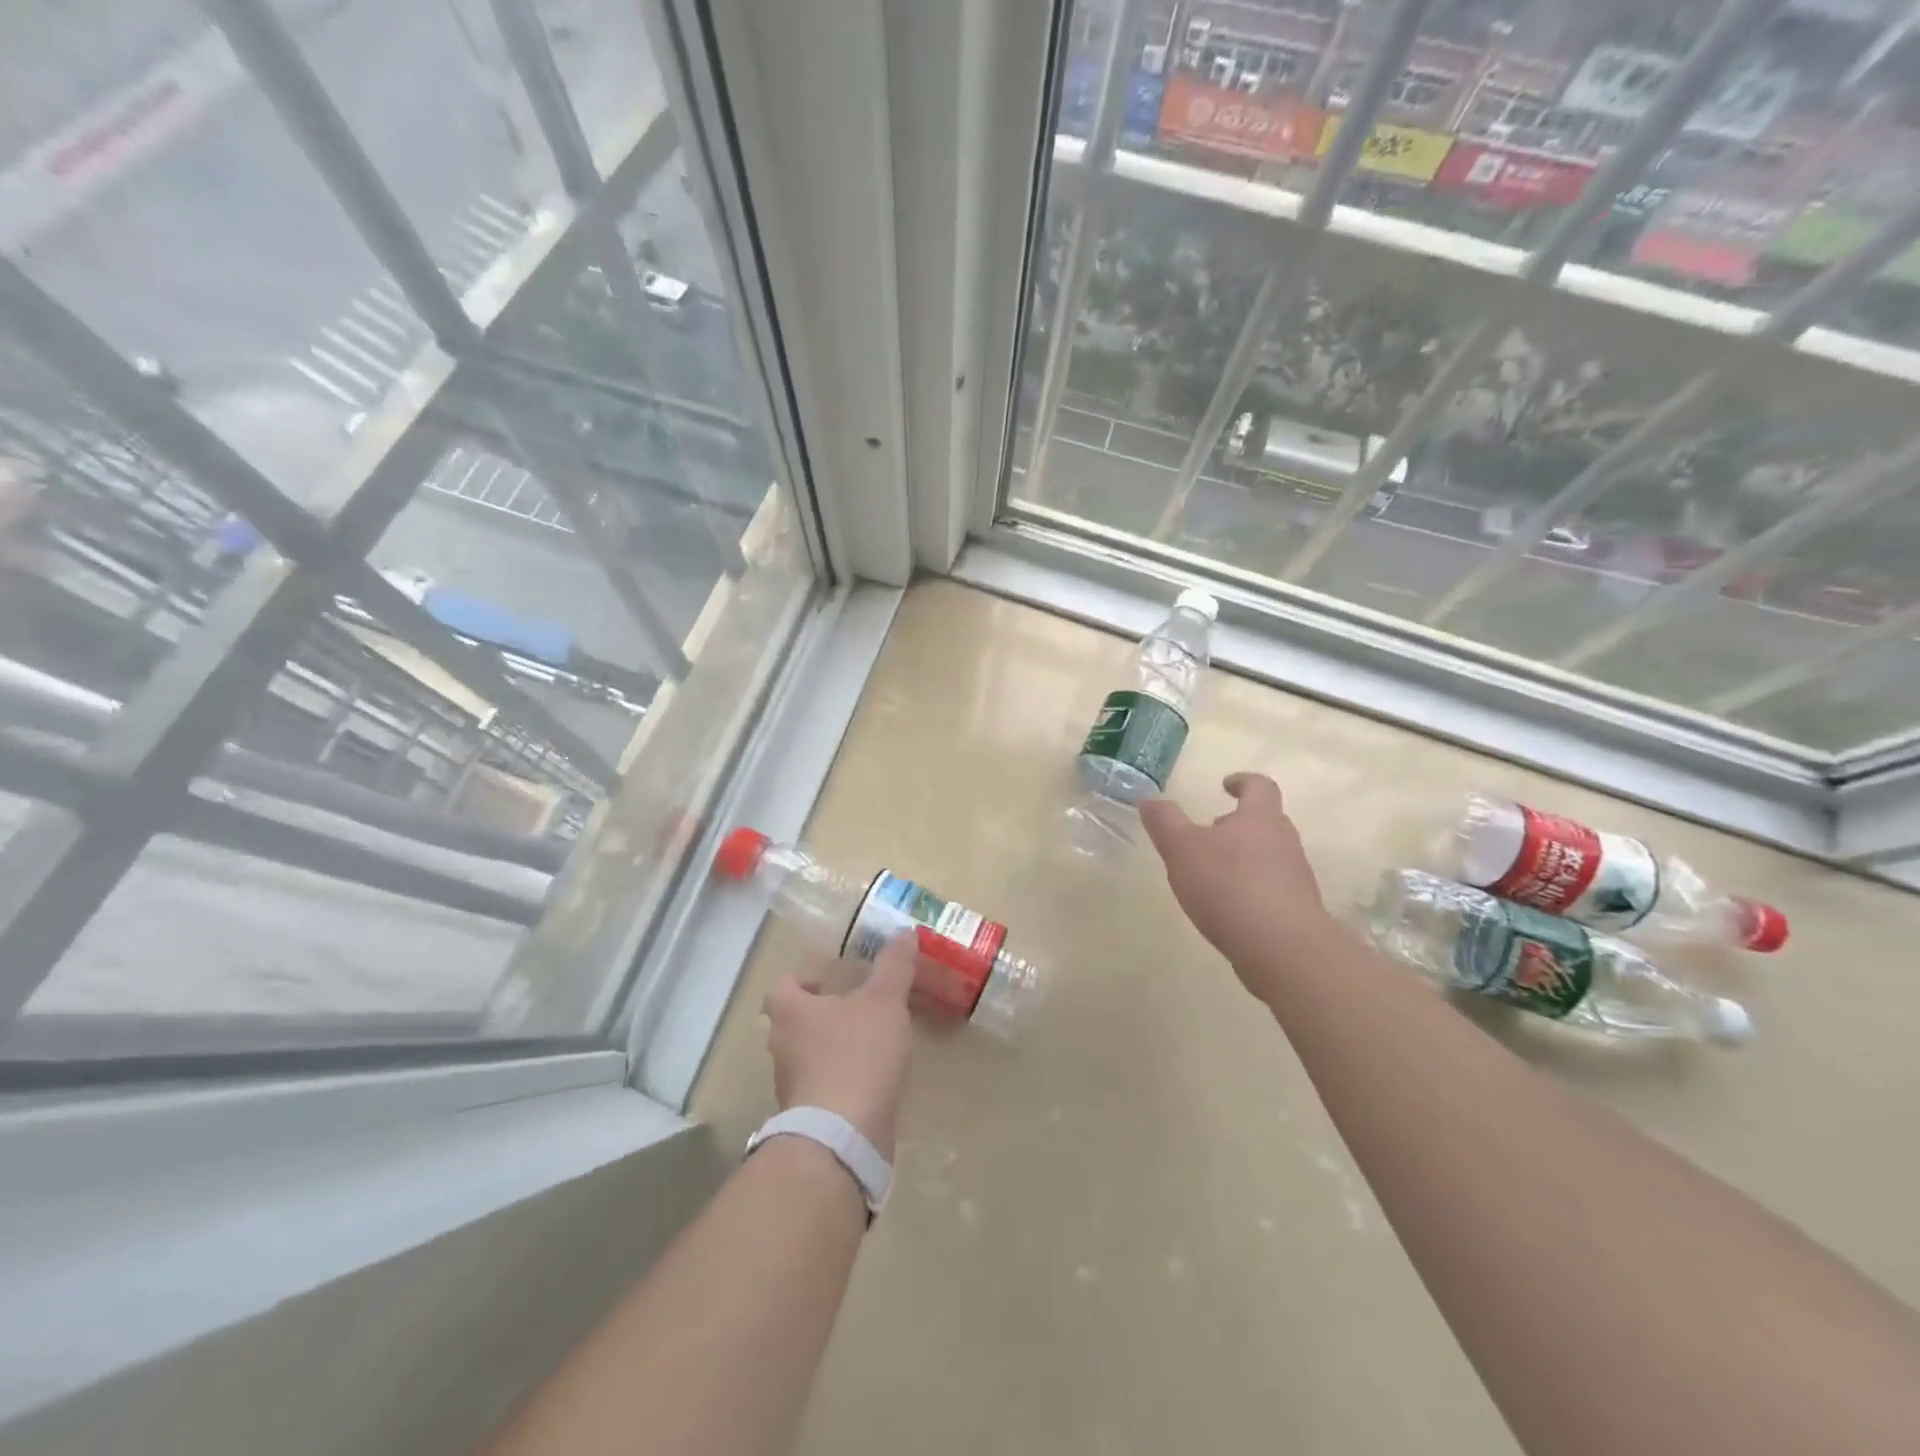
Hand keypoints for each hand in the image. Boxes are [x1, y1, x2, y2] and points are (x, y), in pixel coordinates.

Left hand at [763, 934, 916, 1158]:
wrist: (843, 1136)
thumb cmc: (857, 1055)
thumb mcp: (885, 1001)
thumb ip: (894, 966)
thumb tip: (905, 932)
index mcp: (791, 1012)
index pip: (782, 986)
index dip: (803, 979)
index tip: (831, 981)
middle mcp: (782, 1047)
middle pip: (793, 1022)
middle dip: (822, 1014)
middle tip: (857, 1008)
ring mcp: (792, 1087)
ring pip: (807, 1057)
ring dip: (832, 1048)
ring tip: (871, 1043)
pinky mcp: (808, 1117)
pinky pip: (822, 1088)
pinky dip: (842, 1081)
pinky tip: (873, 1080)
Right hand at [1138, 772, 1333, 995]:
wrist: (1282, 948)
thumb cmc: (1228, 886)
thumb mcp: (1182, 849)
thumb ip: (1164, 823)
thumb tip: (1149, 800)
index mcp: (1259, 818)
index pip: (1259, 786)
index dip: (1243, 781)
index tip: (1226, 785)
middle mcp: (1284, 842)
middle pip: (1266, 822)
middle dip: (1239, 824)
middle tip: (1211, 833)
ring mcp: (1295, 878)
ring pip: (1269, 857)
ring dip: (1244, 859)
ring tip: (1213, 875)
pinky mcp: (1296, 911)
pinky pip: (1272, 890)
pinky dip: (1251, 890)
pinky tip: (1228, 909)